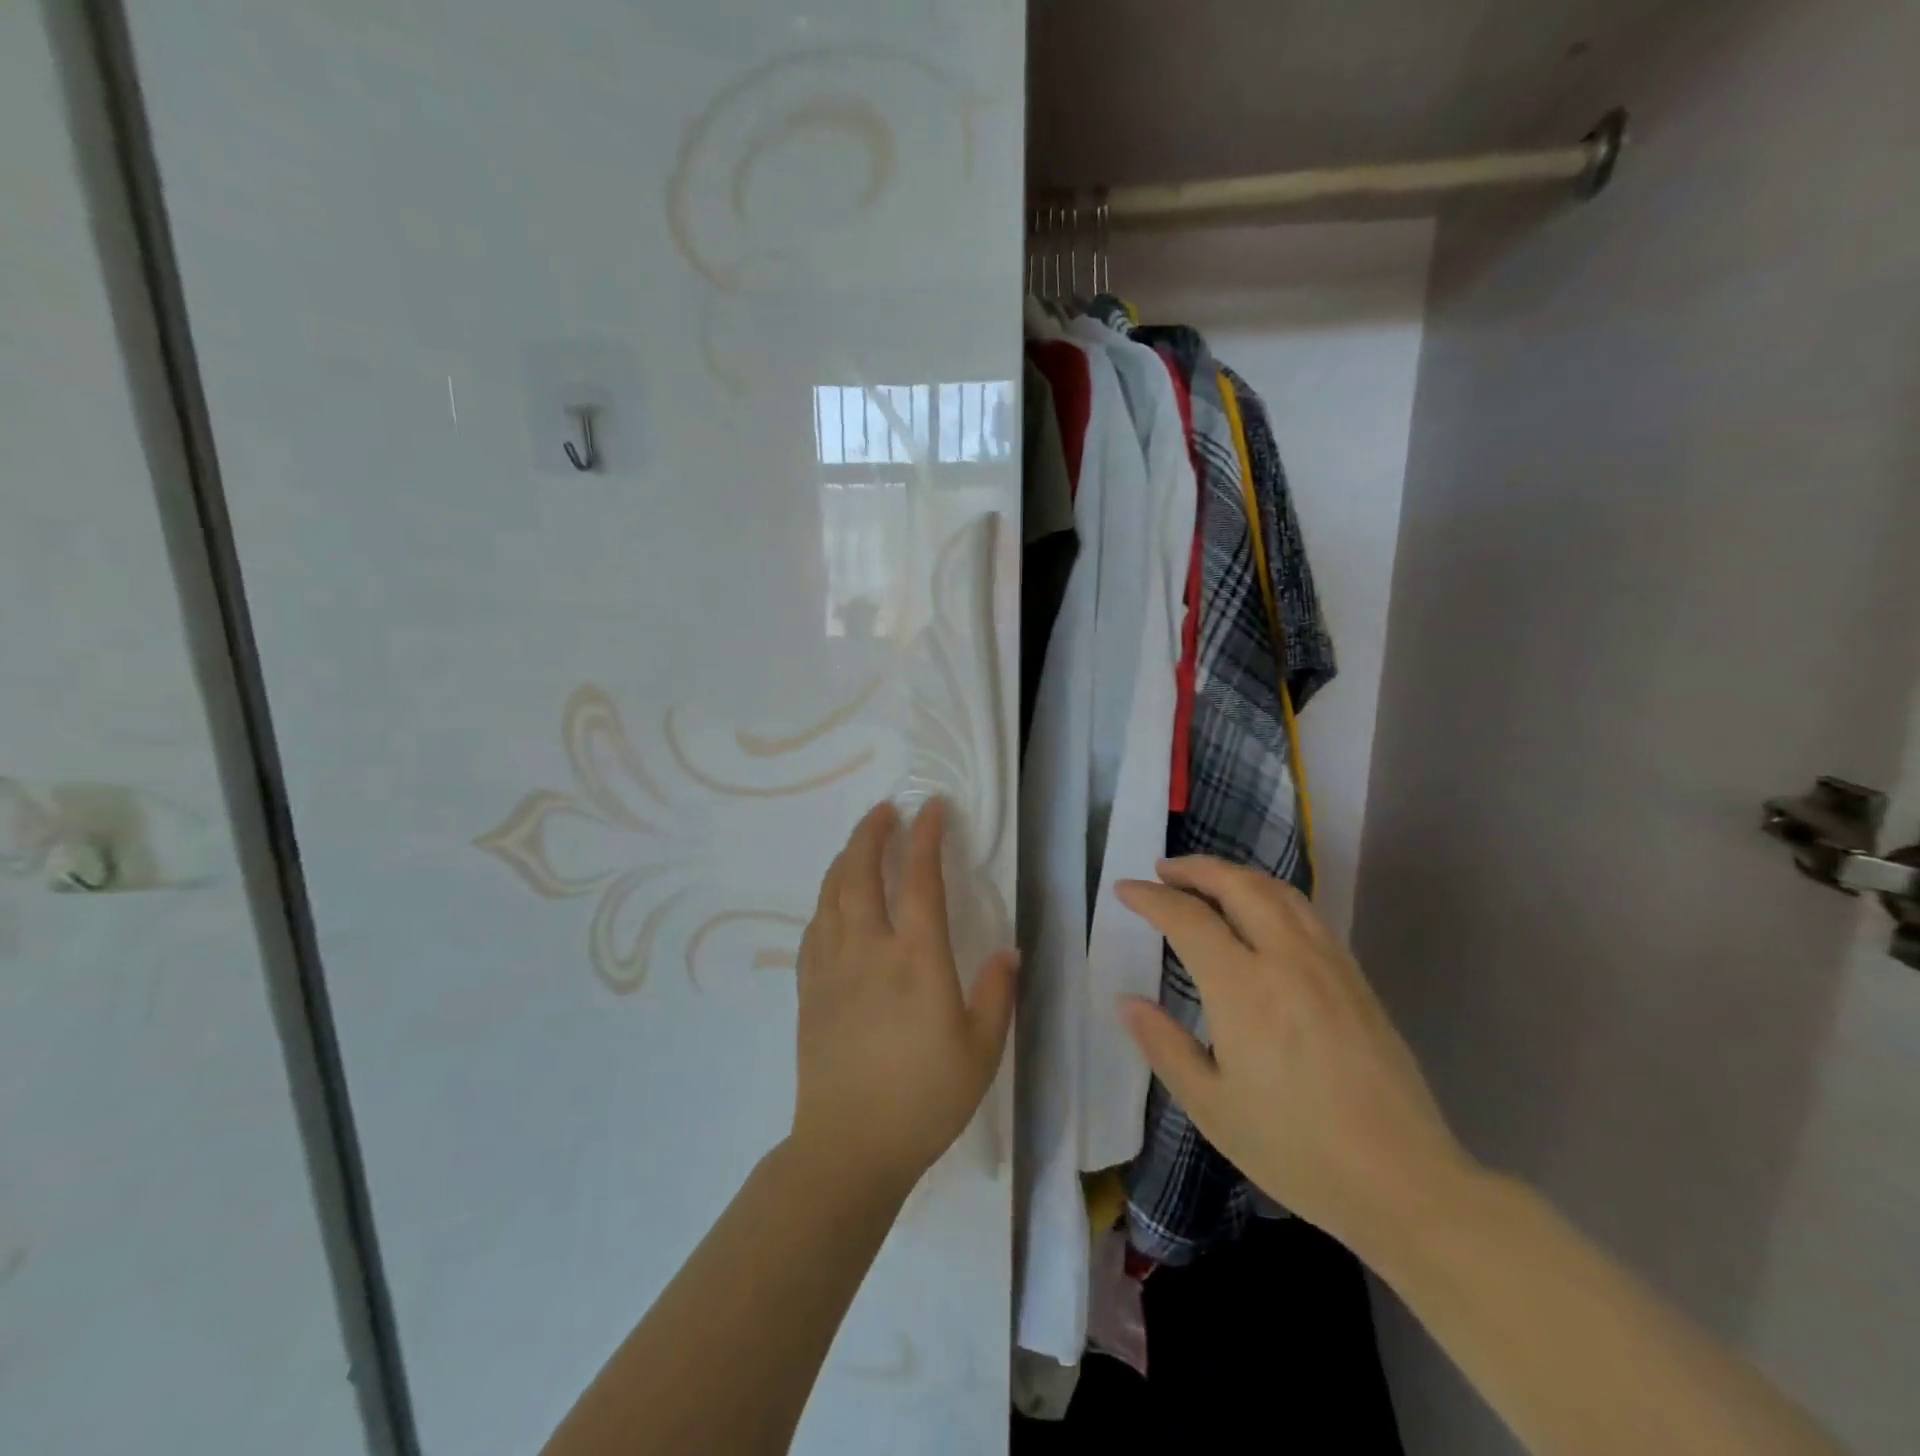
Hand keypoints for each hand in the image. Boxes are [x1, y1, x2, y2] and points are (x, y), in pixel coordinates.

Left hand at [789, 799, 1018, 1196]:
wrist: (849, 1147)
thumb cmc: (924, 1099)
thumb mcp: (982, 1051)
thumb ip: (996, 994)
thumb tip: (1007, 951)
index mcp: (916, 960)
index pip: (921, 880)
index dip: (927, 837)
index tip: (932, 808)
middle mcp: (869, 949)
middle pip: (862, 872)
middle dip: (872, 832)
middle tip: (885, 810)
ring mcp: (832, 966)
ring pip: (832, 893)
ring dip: (846, 857)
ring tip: (860, 841)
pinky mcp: (809, 988)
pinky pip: (814, 927)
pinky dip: (826, 899)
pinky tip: (834, 900)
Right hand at [1116, 857, 1478, 1256]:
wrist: (1404, 1182)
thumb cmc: (1296, 1150)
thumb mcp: (1211, 1107)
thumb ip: (1164, 1046)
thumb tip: (1127, 1001)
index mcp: (1243, 988)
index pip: (1187, 918)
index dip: (1150, 897)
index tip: (1124, 890)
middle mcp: (1286, 959)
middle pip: (1237, 885)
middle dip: (1195, 869)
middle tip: (1163, 871)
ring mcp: (1327, 963)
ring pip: (1277, 891)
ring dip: (1235, 875)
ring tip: (1208, 881)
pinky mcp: (1355, 977)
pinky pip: (1306, 912)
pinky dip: (1271, 895)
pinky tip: (1261, 915)